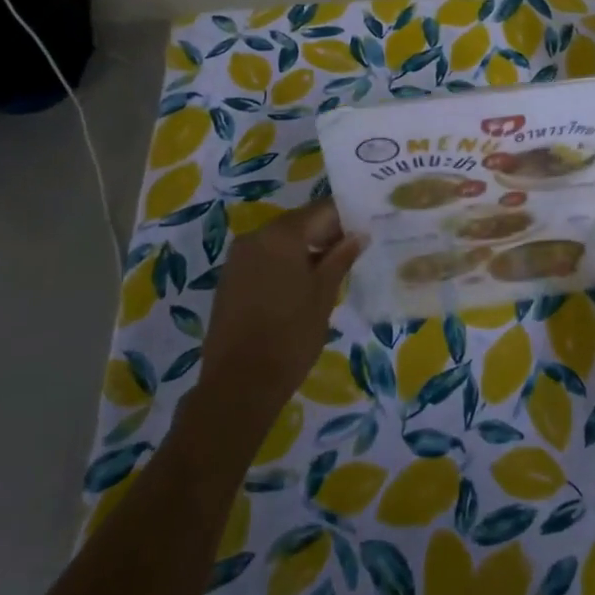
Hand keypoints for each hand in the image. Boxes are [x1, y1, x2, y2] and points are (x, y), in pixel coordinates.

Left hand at [197, 198, 364, 425]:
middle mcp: (256, 236)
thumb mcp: (324, 294)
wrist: (239, 384)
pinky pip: (263, 258)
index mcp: (282, 234)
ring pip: (280, 241)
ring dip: (304, 250)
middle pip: (299, 223)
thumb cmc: (291, 335)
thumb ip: (341, 258)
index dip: (346, 219)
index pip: (322, 211)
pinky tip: (300, 287)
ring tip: (329, 272)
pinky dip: (284, 264)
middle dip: (325, 234)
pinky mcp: (229, 279)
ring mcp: (238, 258)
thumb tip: (359, 235)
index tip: (365, 232)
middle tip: (352, 253)